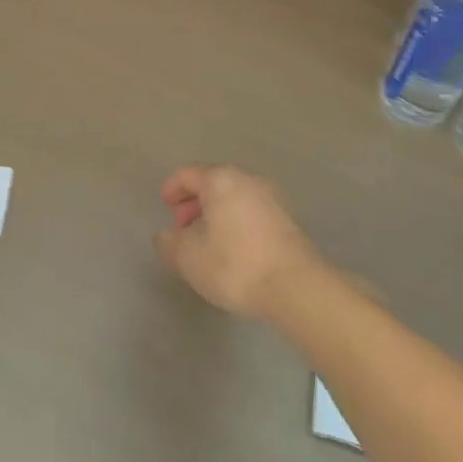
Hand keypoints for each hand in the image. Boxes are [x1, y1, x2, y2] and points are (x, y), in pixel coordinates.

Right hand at [154, 163, 326, 319]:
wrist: (297, 287)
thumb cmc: (235, 264)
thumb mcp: (188, 257)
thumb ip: (169, 243)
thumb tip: (166, 236)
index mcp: (220, 179)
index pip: (188, 174)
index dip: (172, 188)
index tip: (164, 205)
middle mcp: (248, 179)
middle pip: (213, 182)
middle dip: (193, 202)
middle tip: (182, 226)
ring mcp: (272, 198)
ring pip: (234, 197)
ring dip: (216, 213)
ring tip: (206, 241)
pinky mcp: (288, 220)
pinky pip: (251, 211)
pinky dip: (235, 222)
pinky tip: (233, 249)